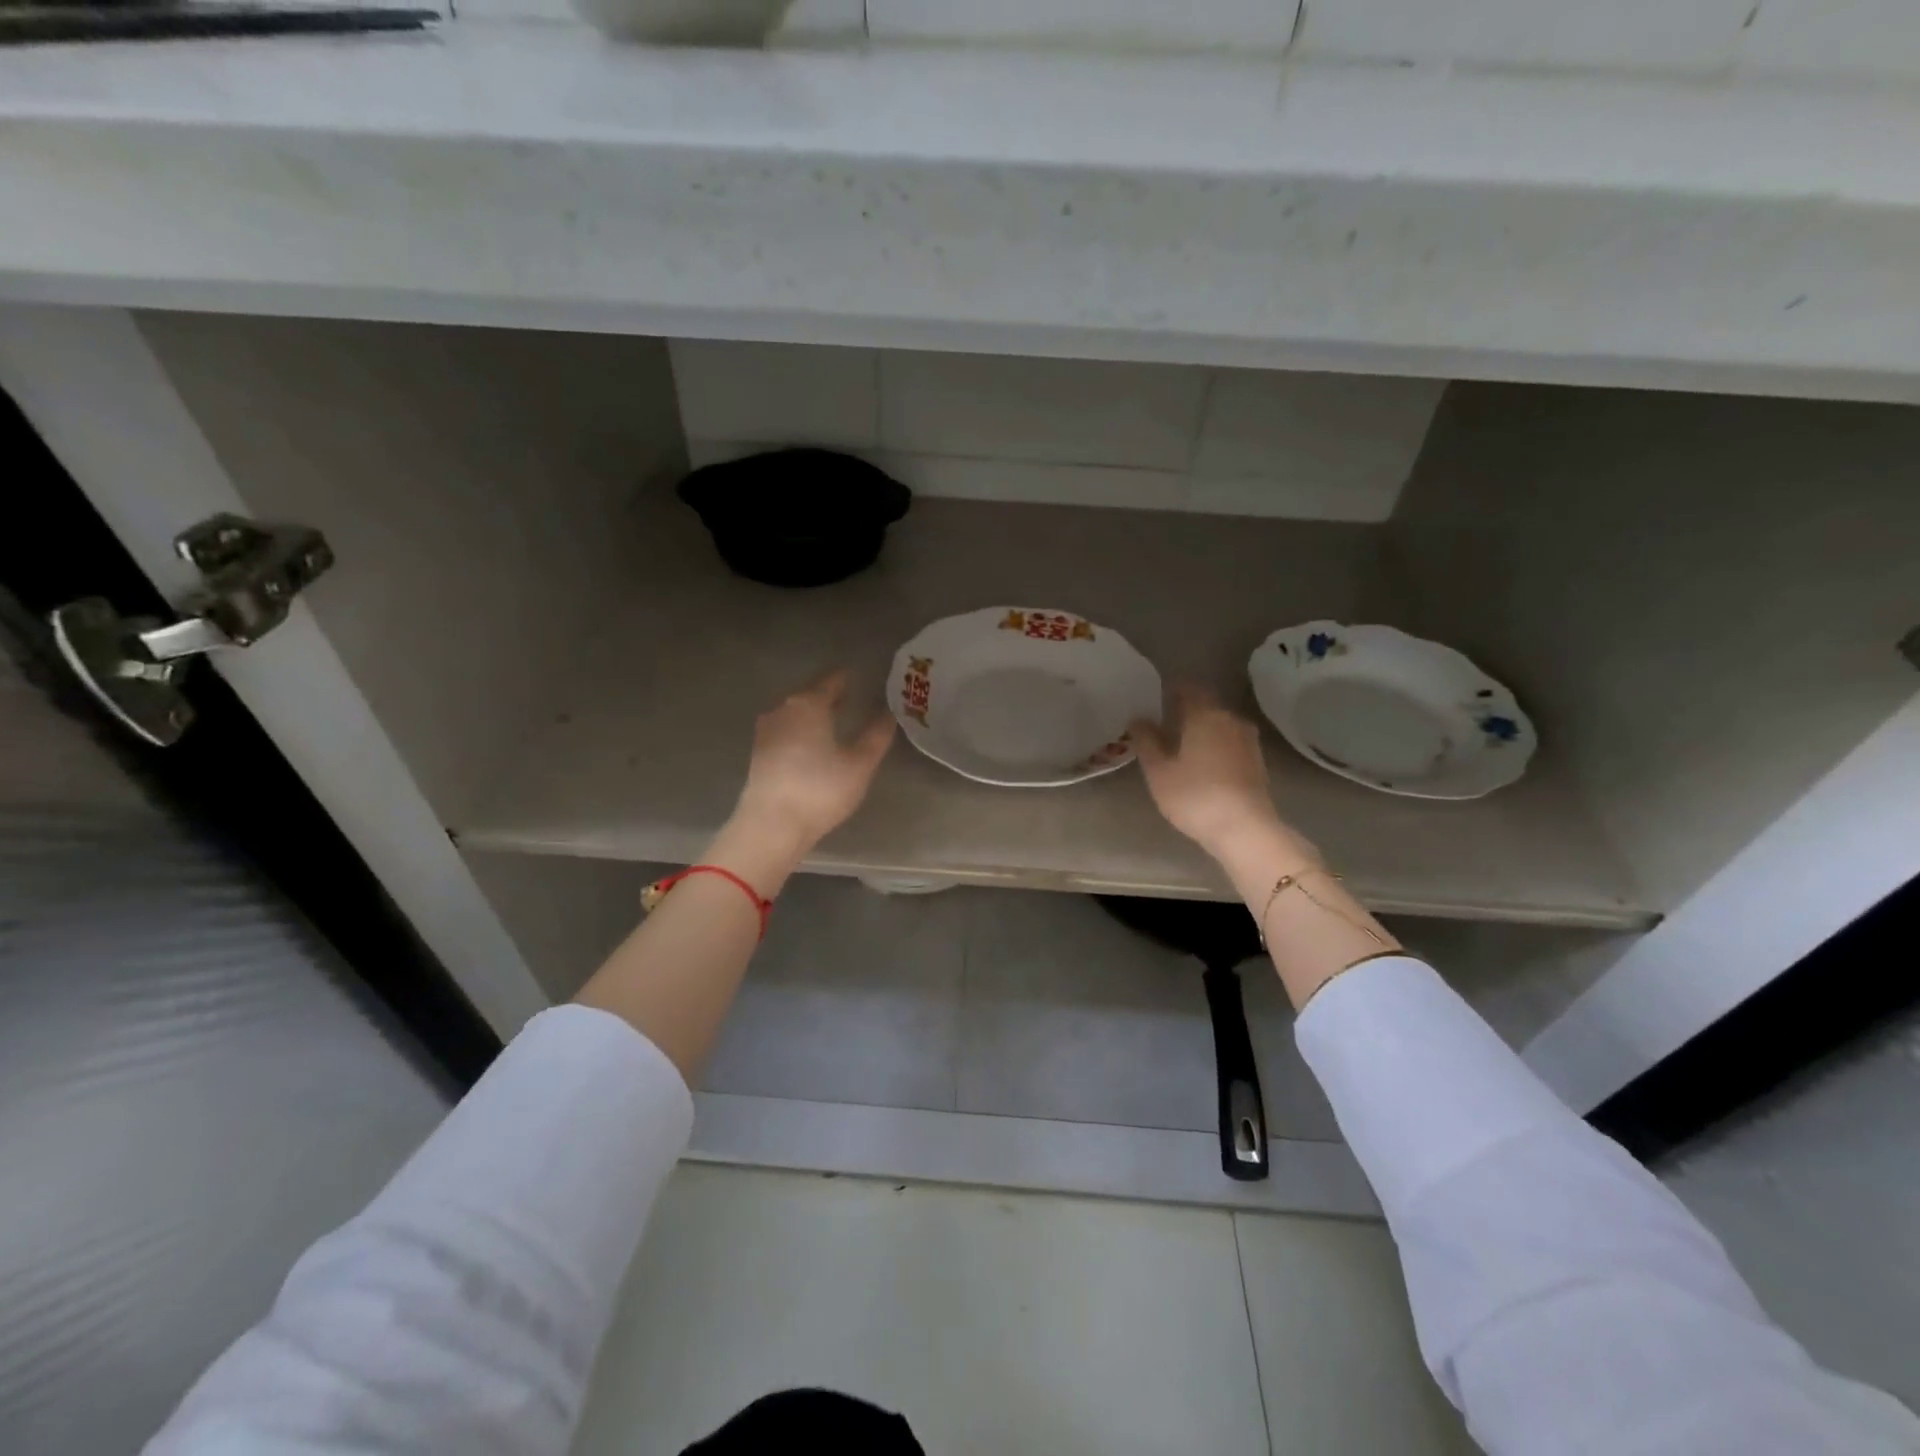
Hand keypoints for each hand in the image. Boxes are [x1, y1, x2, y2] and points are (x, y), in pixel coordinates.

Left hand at [732, 669, 895, 850]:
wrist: (771, 825)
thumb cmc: (820, 789)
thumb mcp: (859, 764)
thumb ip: (876, 736)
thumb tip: (889, 714)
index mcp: (809, 704)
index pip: (831, 681)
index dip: (846, 678)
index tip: (859, 677)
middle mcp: (783, 709)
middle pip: (809, 694)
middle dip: (829, 696)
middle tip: (851, 698)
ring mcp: (766, 731)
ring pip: (794, 713)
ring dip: (813, 714)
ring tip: (833, 721)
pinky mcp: (758, 753)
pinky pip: (785, 731)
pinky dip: (800, 731)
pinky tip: (811, 744)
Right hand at [1132, 684, 1283, 853]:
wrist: (1244, 828)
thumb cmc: (1194, 796)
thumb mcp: (1158, 771)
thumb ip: (1146, 741)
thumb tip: (1138, 719)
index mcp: (1204, 714)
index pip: (1188, 689)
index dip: (1172, 691)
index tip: (1156, 700)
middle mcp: (1229, 719)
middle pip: (1206, 705)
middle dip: (1187, 711)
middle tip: (1165, 724)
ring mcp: (1248, 740)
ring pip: (1220, 724)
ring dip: (1203, 729)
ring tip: (1183, 745)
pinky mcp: (1257, 761)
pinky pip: (1231, 742)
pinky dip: (1216, 745)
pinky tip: (1204, 763)